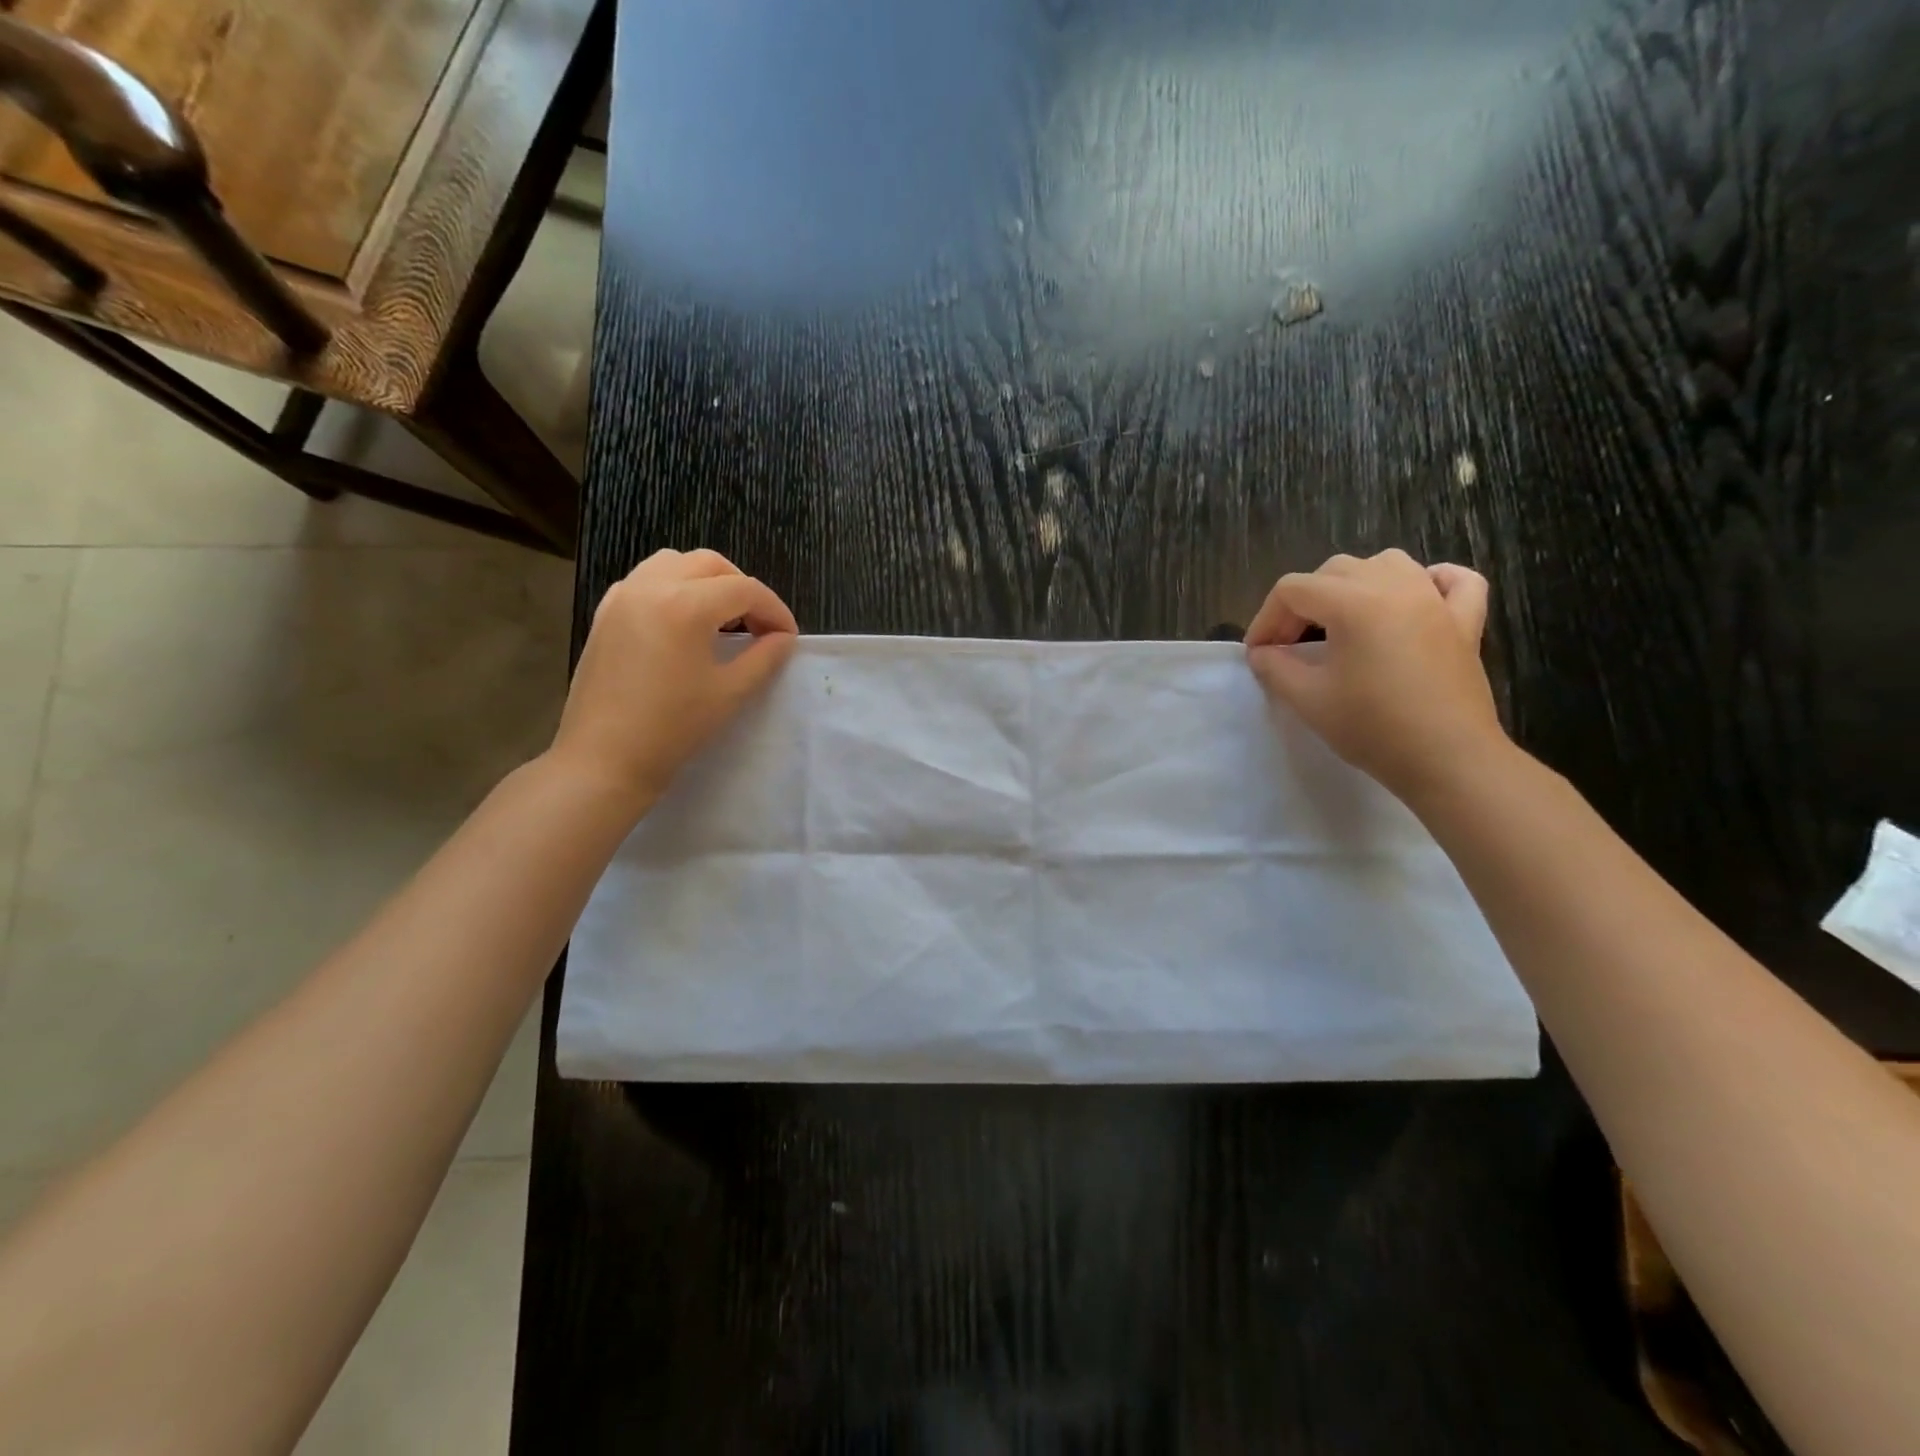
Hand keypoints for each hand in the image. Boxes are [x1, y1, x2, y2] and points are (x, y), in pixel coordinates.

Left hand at [548, 548, 797, 810]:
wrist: (604, 759)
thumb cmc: (673, 728)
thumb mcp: (731, 692)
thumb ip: (765, 657)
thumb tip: (783, 638)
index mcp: (685, 605)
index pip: (745, 589)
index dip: (775, 610)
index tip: (788, 638)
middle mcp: (651, 586)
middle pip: (711, 565)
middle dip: (743, 589)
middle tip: (759, 626)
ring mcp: (623, 596)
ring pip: (676, 563)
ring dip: (708, 582)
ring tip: (722, 620)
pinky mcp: (606, 613)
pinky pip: (647, 580)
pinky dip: (675, 588)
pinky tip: (684, 625)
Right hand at [1245, 550, 1505, 802]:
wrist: (1447, 760)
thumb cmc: (1373, 728)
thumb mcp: (1308, 700)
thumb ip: (1275, 667)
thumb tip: (1262, 652)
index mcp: (1355, 602)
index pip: (1293, 590)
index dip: (1266, 618)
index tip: (1258, 654)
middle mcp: (1396, 587)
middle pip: (1334, 571)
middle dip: (1303, 602)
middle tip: (1290, 645)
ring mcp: (1436, 600)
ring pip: (1388, 564)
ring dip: (1355, 584)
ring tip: (1342, 619)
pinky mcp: (1466, 622)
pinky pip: (1454, 581)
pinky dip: (1431, 581)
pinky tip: (1416, 599)